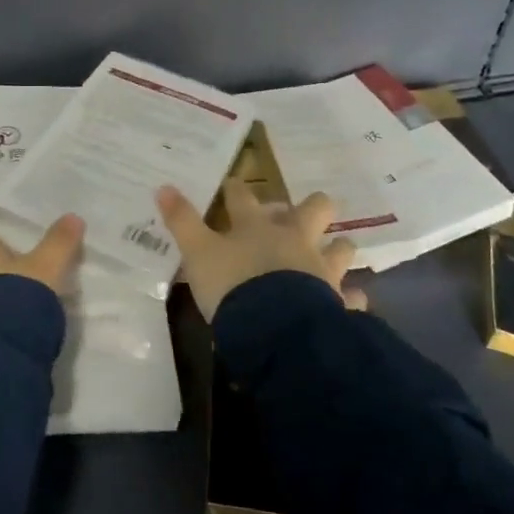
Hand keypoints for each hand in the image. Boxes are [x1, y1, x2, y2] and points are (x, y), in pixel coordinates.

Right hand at [157, 178, 365, 320]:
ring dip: (338, 249)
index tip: (232, 185)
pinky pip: (352, 298)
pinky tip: (349, 304)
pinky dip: (350, 300)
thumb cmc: (232, 285)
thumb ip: (181, 221)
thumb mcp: (197, 253)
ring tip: (333, 255)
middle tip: (306, 214)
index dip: (236, 189)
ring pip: (341, 248)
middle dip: (314, 207)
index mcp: (257, 227)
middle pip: (313, 210)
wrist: (274, 327)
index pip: (243, 198)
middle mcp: (294, 239)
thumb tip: (162, 186)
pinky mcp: (337, 301)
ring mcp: (321, 269)